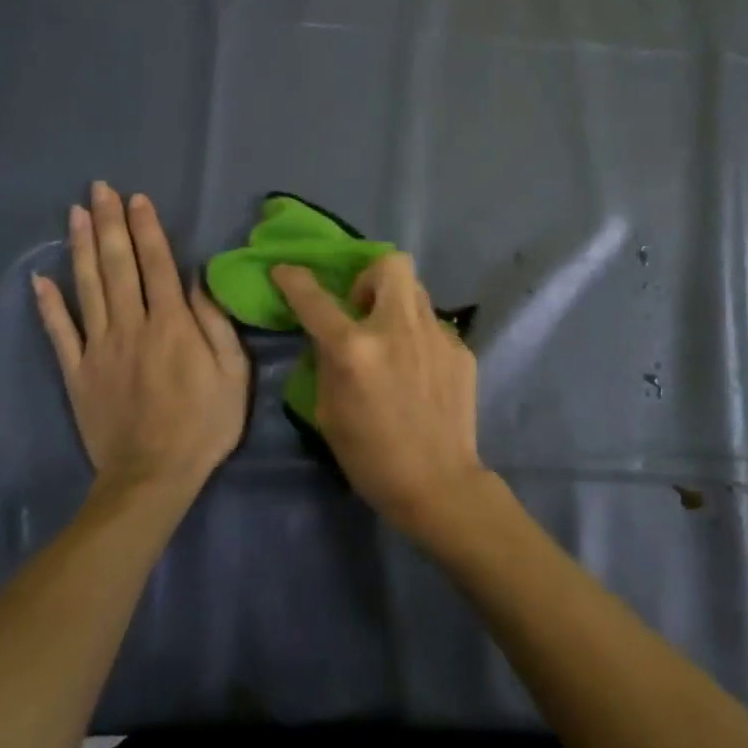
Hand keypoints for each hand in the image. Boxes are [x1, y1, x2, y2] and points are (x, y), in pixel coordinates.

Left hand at [33, 183, 249, 497]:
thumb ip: (215, 325)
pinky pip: (59, 332)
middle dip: (110, 224)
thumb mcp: (233, 374)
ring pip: (88, 288)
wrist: (153, 476)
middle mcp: (132, 326)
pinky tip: (40, 278)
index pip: (157, 265)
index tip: (137, 198)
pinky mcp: (77, 372)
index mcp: (173, 325)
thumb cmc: (204, 424)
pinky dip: (48, 304)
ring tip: (75, 214)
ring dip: (82, 248)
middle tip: (98, 189)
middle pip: (118, 266)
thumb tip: (196, 282)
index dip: (147, 229)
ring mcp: (99, 348)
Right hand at [270, 253, 487, 537]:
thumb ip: (327, 362)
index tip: (286, 271)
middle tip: (363, 310)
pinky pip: (433, 326)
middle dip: (370, 277)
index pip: (316, 299)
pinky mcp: (461, 349)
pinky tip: (420, 371)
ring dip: (396, 305)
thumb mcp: (328, 412)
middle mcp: (397, 329)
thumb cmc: (371, 458)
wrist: (439, 484)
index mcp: (355, 349)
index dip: (294, 279)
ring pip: (416, 291)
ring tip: (393, 341)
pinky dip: (419, 338)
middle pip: (390, 263)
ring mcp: (436, 335)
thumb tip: (331, 337)